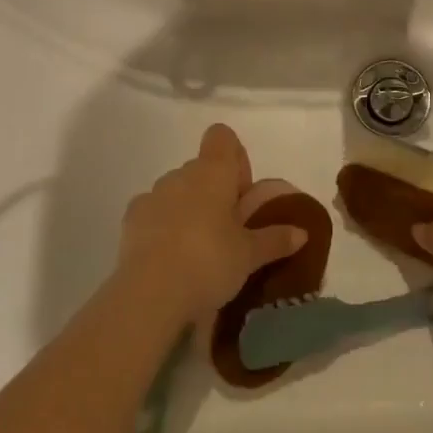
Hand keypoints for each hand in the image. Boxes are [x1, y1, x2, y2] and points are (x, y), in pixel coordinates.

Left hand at [117, 125, 306, 322]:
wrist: (149, 295)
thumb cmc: (209, 262)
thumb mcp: (250, 255)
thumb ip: (276, 239)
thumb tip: (302, 232)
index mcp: (213, 172)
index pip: (222, 137)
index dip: (235, 158)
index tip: (242, 193)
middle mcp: (181, 174)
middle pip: (201, 168)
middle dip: (215, 191)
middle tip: (228, 230)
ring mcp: (152, 195)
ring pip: (176, 190)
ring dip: (188, 208)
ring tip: (198, 248)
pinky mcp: (130, 220)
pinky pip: (153, 211)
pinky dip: (163, 225)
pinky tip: (170, 258)